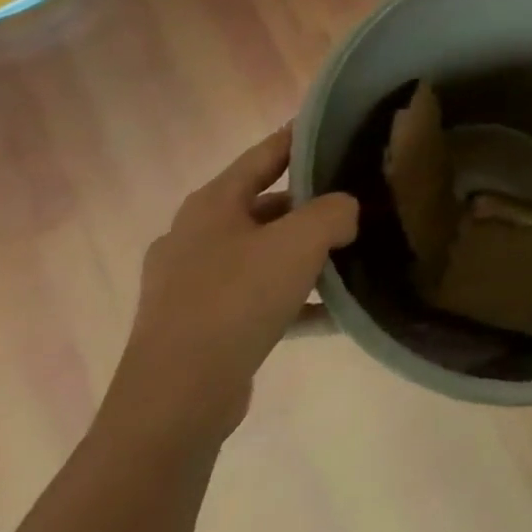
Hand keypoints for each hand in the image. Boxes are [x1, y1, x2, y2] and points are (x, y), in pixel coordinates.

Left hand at [101, 129, 358, 444]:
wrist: (174, 404)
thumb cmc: (237, 300)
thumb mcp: (304, 239)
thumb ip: (336, 210)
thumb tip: (344, 215)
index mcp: (212, 204)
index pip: (267, 153)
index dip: (304, 137)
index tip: (339, 127)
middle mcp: (195, 237)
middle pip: (267, 205)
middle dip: (312, 205)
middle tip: (357, 200)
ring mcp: (190, 285)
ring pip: (263, 254)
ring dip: (304, 255)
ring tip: (350, 257)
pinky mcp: (197, 328)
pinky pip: (257, 299)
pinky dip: (293, 300)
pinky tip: (333, 313)